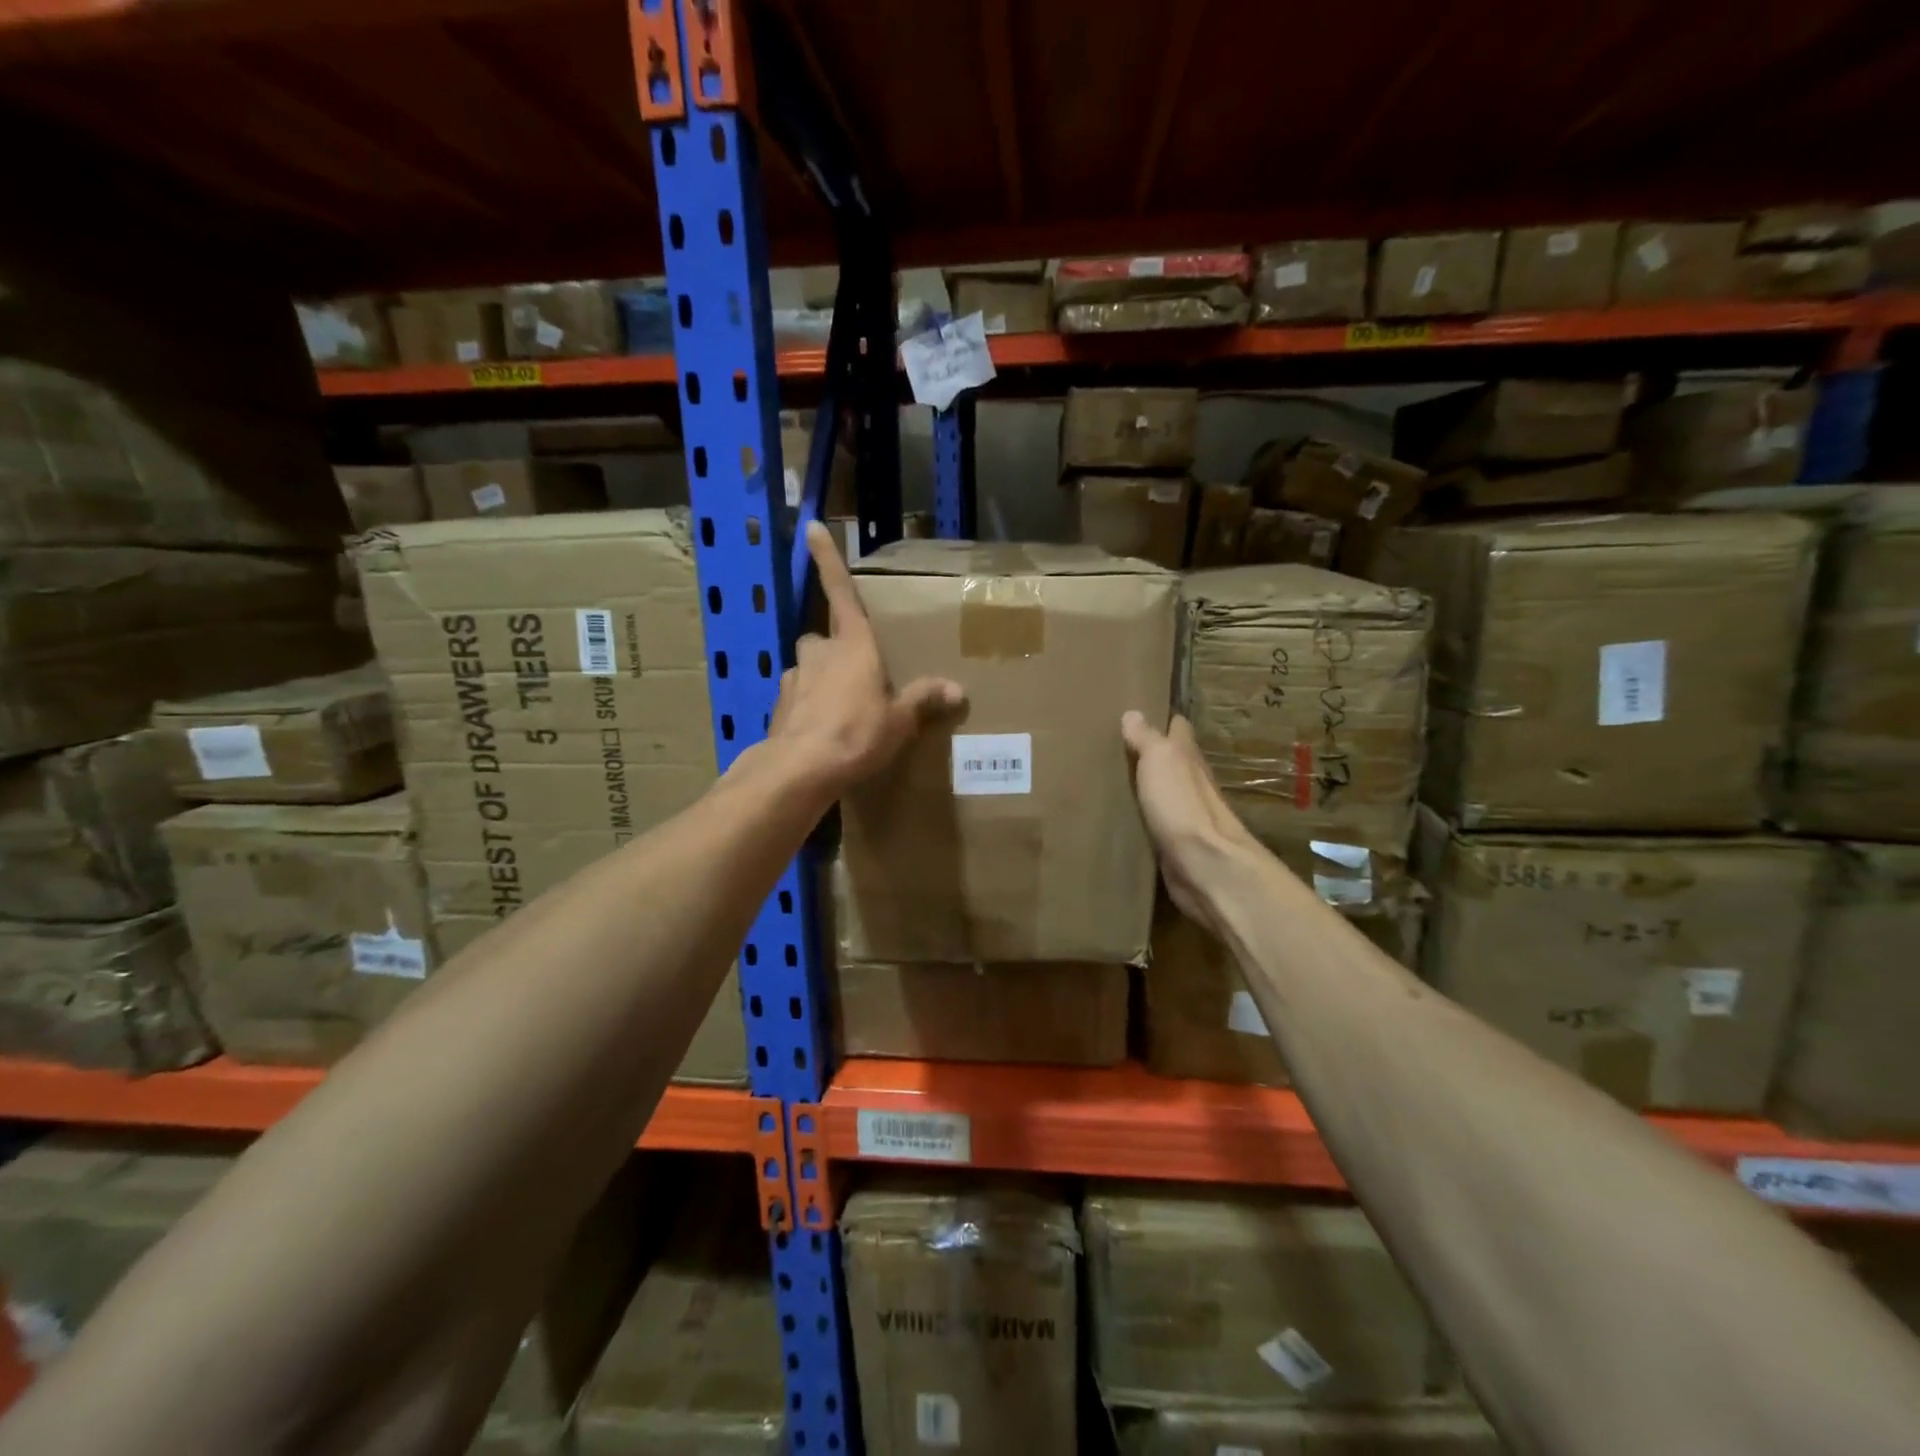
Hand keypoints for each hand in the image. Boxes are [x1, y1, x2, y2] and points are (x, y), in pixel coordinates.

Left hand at [768, 522, 964, 792]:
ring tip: (839, 710)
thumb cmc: (857, 734)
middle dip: (834, 650)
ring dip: (820, 680)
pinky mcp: (779, 706)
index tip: (811, 526)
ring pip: (807, 668)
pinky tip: (820, 732)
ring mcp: (794, 678)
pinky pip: (797, 698)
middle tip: (855, 675)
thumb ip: (923, 700)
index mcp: (853, 646)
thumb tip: (956, 690)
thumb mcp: (900, 720)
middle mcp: (819, 653)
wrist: (801, 769)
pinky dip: (806, 708)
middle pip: (823, 638)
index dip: (827, 559)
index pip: (841, 592)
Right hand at [1122, 711, 1262, 933]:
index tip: (1142, 711)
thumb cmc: (1181, 805)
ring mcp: (1186, 814)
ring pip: (1165, 791)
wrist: (1203, 865)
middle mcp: (1192, 782)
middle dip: (1153, 752)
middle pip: (1173, 760)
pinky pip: (1158, 822)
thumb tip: (1133, 713)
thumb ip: (1147, 738)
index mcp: (1189, 756)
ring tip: (1117, 778)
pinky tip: (1127, 816)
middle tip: (1120, 745)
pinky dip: (1146, 815)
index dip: (1164, 719)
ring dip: (1149, 785)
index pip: (1178, 728)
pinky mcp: (1177, 844)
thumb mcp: (1160, 760)